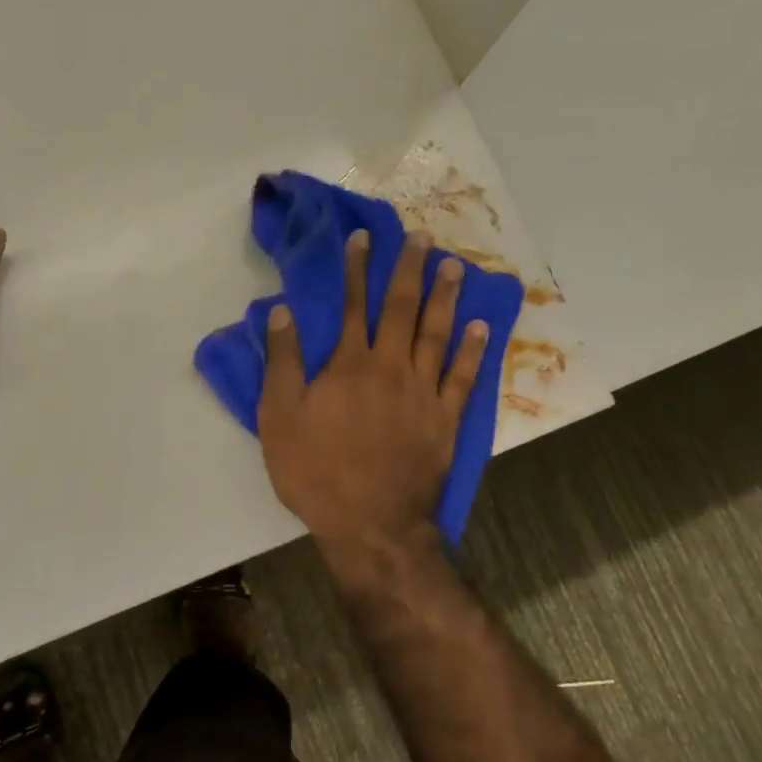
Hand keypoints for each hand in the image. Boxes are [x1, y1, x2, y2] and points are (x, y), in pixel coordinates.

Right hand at [258, 228, 488, 551]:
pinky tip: (481, 327)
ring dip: (445, 297)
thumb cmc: (316, 472)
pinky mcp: (446, 420)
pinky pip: (463, 377)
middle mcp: (390, 367)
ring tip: (454, 266)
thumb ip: (283, 362)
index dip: (356, 268)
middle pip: (401, 309)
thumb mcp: (280, 418)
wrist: (371, 524)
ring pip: (436, 334)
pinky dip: (473, 351)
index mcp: (349, 365)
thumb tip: (282, 311)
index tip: (363, 236)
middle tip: (420, 237)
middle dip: (408, 269)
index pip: (352, 305)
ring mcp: (423, 393)